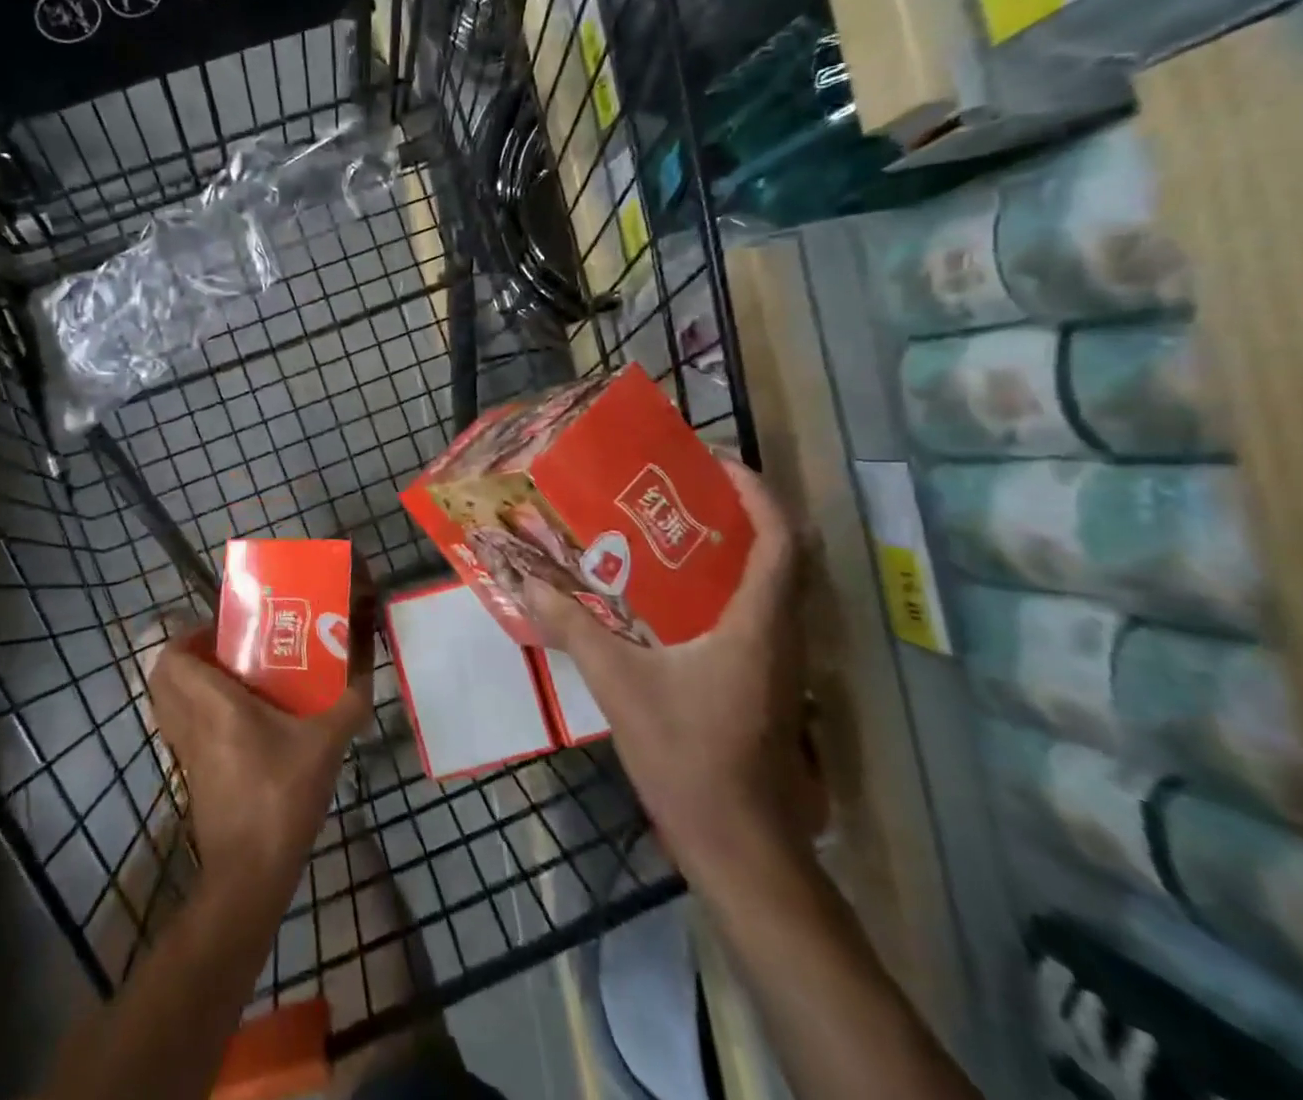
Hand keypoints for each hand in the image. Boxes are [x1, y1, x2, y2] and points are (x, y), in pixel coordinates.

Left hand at [148, 630, 369, 899]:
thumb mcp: (326, 744)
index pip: (172, 656)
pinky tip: (242, 720)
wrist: (250, 875)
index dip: (190, 635)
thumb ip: (350, 701)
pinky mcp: (192, 775)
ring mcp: (185, 752)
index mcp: (213, 704)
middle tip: (232, 650)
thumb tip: (366, 666)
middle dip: (190, 655)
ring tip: (236, 678)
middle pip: (163, 676)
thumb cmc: (281, 797)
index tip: (227, 631)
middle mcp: (190, 722)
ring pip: (169, 702)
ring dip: (192, 683)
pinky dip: (198, 713)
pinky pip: (182, 727)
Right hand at [521, 460, 809, 878]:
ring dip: (734, 551)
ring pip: (771, 587)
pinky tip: (674, 599)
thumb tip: (528, 583)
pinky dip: (726, 589)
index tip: (717, 464)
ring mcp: (779, 664)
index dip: (757, 493)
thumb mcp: (621, 685)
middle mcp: (779, 636)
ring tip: (674, 531)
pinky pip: (755, 616)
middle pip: (781, 556)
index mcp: (756, 625)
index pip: (780, 541)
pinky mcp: (768, 686)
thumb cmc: (688, 757)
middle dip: (740, 513)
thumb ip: (575, 629)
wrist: (739, 846)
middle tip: (684, 491)